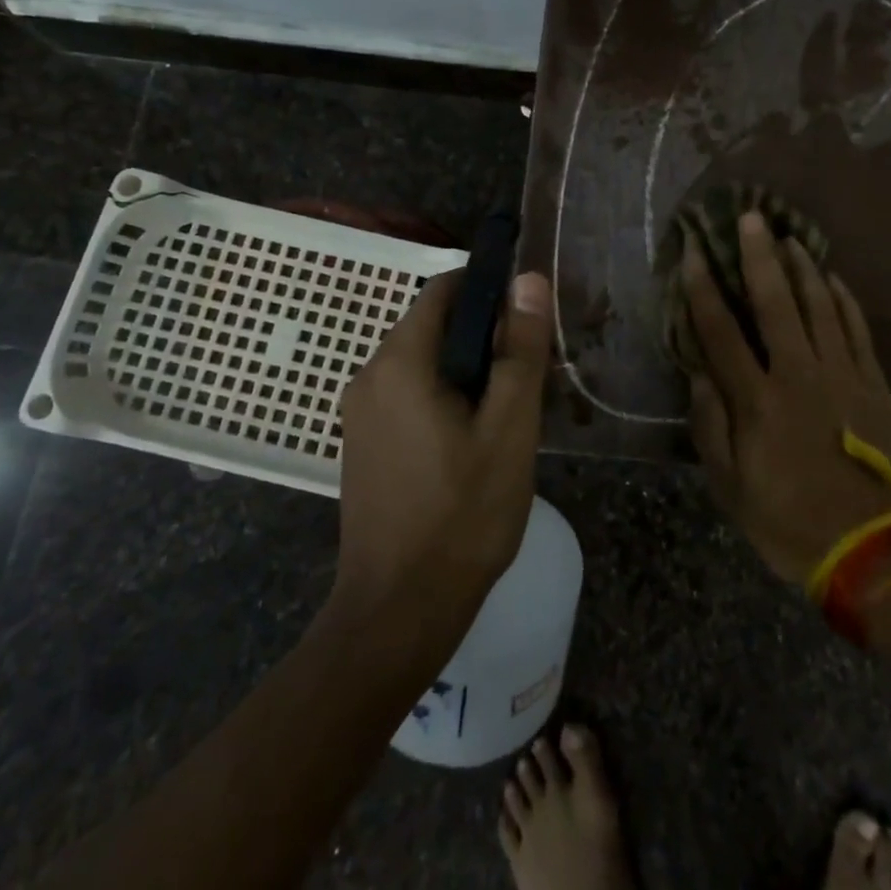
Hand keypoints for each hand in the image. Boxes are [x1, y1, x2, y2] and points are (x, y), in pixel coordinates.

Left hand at [331, 269, 551, 637]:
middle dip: (484, 336)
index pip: (444, 289)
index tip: (528, 317)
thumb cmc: (462, 514)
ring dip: (467, 369)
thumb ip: (520, 350)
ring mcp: (360, 411)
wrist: (399, 611)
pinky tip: (475, 438)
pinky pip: (408, 393)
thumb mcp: (508, 428)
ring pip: (423, 361)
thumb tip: (528, 280)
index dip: (489, 289)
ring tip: (510, 410)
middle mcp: (369, 375)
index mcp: (399, 362)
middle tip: (530, 373)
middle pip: (433, 325)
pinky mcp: (364, 441)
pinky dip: (444, 395)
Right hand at [684, 211, 890, 584]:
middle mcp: (798, 374)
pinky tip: (834, 278)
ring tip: (788, 236)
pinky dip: (844, 300)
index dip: (702, 287)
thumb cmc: (791, 523)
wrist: (878, 553)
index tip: (692, 252)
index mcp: (757, 400)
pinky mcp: (875, 385)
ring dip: (802, 267)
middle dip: (757, 255)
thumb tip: (699, 372)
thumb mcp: (731, 488)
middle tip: (749, 216)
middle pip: (774, 302)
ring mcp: (843, 375)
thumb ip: (710, 426)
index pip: (720, 331)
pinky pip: (857, 330)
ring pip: (820, 306)